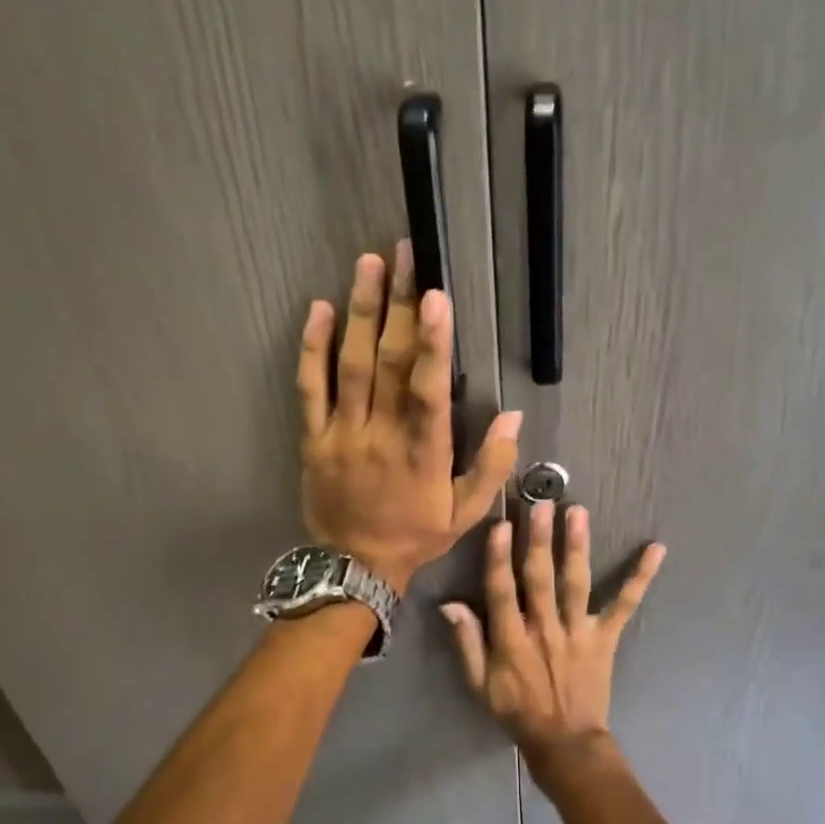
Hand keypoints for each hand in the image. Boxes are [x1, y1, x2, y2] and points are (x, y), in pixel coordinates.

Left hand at [298, 243, 521, 591]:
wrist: (355, 567)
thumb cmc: (416, 536)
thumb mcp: (467, 513)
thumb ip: (493, 466)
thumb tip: (514, 417)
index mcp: (422, 452)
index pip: (427, 389)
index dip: (432, 343)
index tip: (436, 297)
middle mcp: (380, 434)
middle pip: (389, 362)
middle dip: (399, 306)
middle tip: (406, 256)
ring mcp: (342, 433)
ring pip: (350, 365)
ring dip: (361, 312)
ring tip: (370, 265)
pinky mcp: (313, 438)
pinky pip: (310, 388)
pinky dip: (313, 349)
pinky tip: (320, 310)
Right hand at [441, 501, 665, 770]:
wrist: (565, 742)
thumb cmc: (517, 710)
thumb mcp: (480, 684)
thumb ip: (467, 643)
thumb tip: (450, 604)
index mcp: (512, 640)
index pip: (502, 592)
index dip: (499, 559)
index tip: (501, 525)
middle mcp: (545, 629)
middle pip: (540, 579)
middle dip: (539, 540)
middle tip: (541, 504)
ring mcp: (578, 632)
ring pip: (576, 584)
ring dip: (577, 546)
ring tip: (577, 512)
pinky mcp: (605, 637)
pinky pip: (625, 605)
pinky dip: (641, 577)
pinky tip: (656, 550)